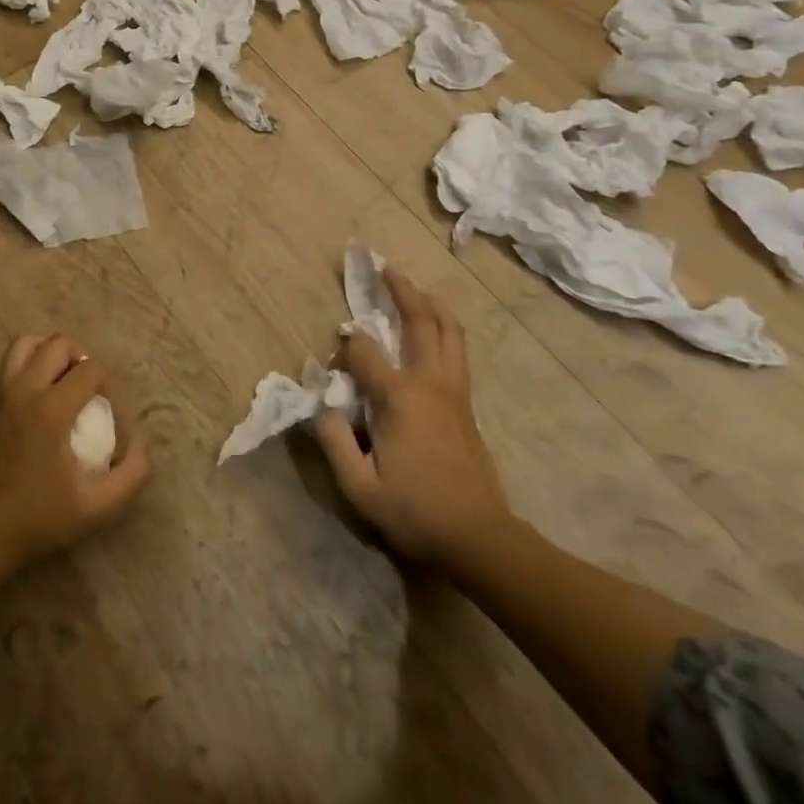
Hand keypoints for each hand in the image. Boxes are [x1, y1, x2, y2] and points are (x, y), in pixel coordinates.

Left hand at [0, 334, 150, 567]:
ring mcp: (1, 393)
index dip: (110, 384)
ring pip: (28, 344)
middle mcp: (24, 390)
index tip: (113, 413)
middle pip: (59, 344)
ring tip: (65, 382)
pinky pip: (11, 363)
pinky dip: (31, 364)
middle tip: (92, 390)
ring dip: (52, 353)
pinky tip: (42, 396)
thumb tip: (142, 444)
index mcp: (51, 410)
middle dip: (83, 358)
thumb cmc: (38, 518)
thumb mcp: (96, 507)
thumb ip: (131, 475)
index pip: (91, 368)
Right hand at [314, 269, 514, 568]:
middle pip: (421, 320)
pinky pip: (456, 349)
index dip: (344, 348)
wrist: (480, 538)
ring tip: (413, 286)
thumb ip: (334, 441)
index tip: (333, 357)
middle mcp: (430, 382)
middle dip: (400, 289)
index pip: (364, 352)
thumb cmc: (415, 513)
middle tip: (383, 265)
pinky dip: (443, 326)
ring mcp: (454, 390)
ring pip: (449, 330)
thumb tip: (323, 405)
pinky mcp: (466, 404)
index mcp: (400, 398)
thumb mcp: (359, 488)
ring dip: (430, 303)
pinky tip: (435, 326)